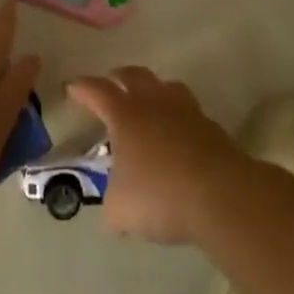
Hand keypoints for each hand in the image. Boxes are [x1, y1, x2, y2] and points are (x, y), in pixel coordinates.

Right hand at [66, 67, 253, 245]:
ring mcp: (186, 111)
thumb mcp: (121, 210)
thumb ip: (112, 209)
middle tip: (111, 84)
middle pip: (134, 75)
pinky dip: (179, 118)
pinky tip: (177, 137)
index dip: (82, 88)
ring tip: (149, 103)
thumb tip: (113, 218)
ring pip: (166, 86)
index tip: (73, 87)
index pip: (97, 91)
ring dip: (154, 90)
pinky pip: (189, 112)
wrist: (221, 195)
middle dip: (119, 77)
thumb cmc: (160, 195)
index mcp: (125, 114)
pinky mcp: (212, 127)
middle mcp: (154, 103)